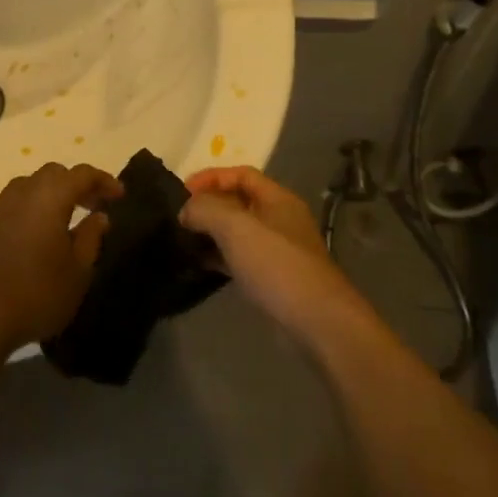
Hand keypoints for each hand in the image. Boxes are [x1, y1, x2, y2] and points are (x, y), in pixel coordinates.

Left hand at [0, 162, 122, 355]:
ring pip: (27, 186)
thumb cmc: (37, 295)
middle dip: (76, 184)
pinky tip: (28, 234)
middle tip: (93, 206)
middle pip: (52, 174)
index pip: (81, 174)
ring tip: (62, 219)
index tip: (119, 196)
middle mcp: (20, 193)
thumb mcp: (78, 272)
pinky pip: (7, 205)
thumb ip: (91, 237)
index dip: (103, 180)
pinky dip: (24, 210)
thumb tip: (98, 216)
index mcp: (49, 198)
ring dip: (48, 194)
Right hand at [182, 165, 366, 337]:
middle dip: (209, 205)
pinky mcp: (273, 279)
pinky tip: (199, 265)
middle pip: (239, 201)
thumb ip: (206, 209)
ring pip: (238, 232)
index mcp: (278, 199)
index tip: (182, 192)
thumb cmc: (277, 265)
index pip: (241, 174)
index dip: (210, 177)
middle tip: (179, 217)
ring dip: (212, 233)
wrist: (317, 322)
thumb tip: (187, 210)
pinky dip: (219, 257)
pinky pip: (240, 258)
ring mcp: (278, 251)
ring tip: (183, 240)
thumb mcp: (236, 227)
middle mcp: (280, 220)